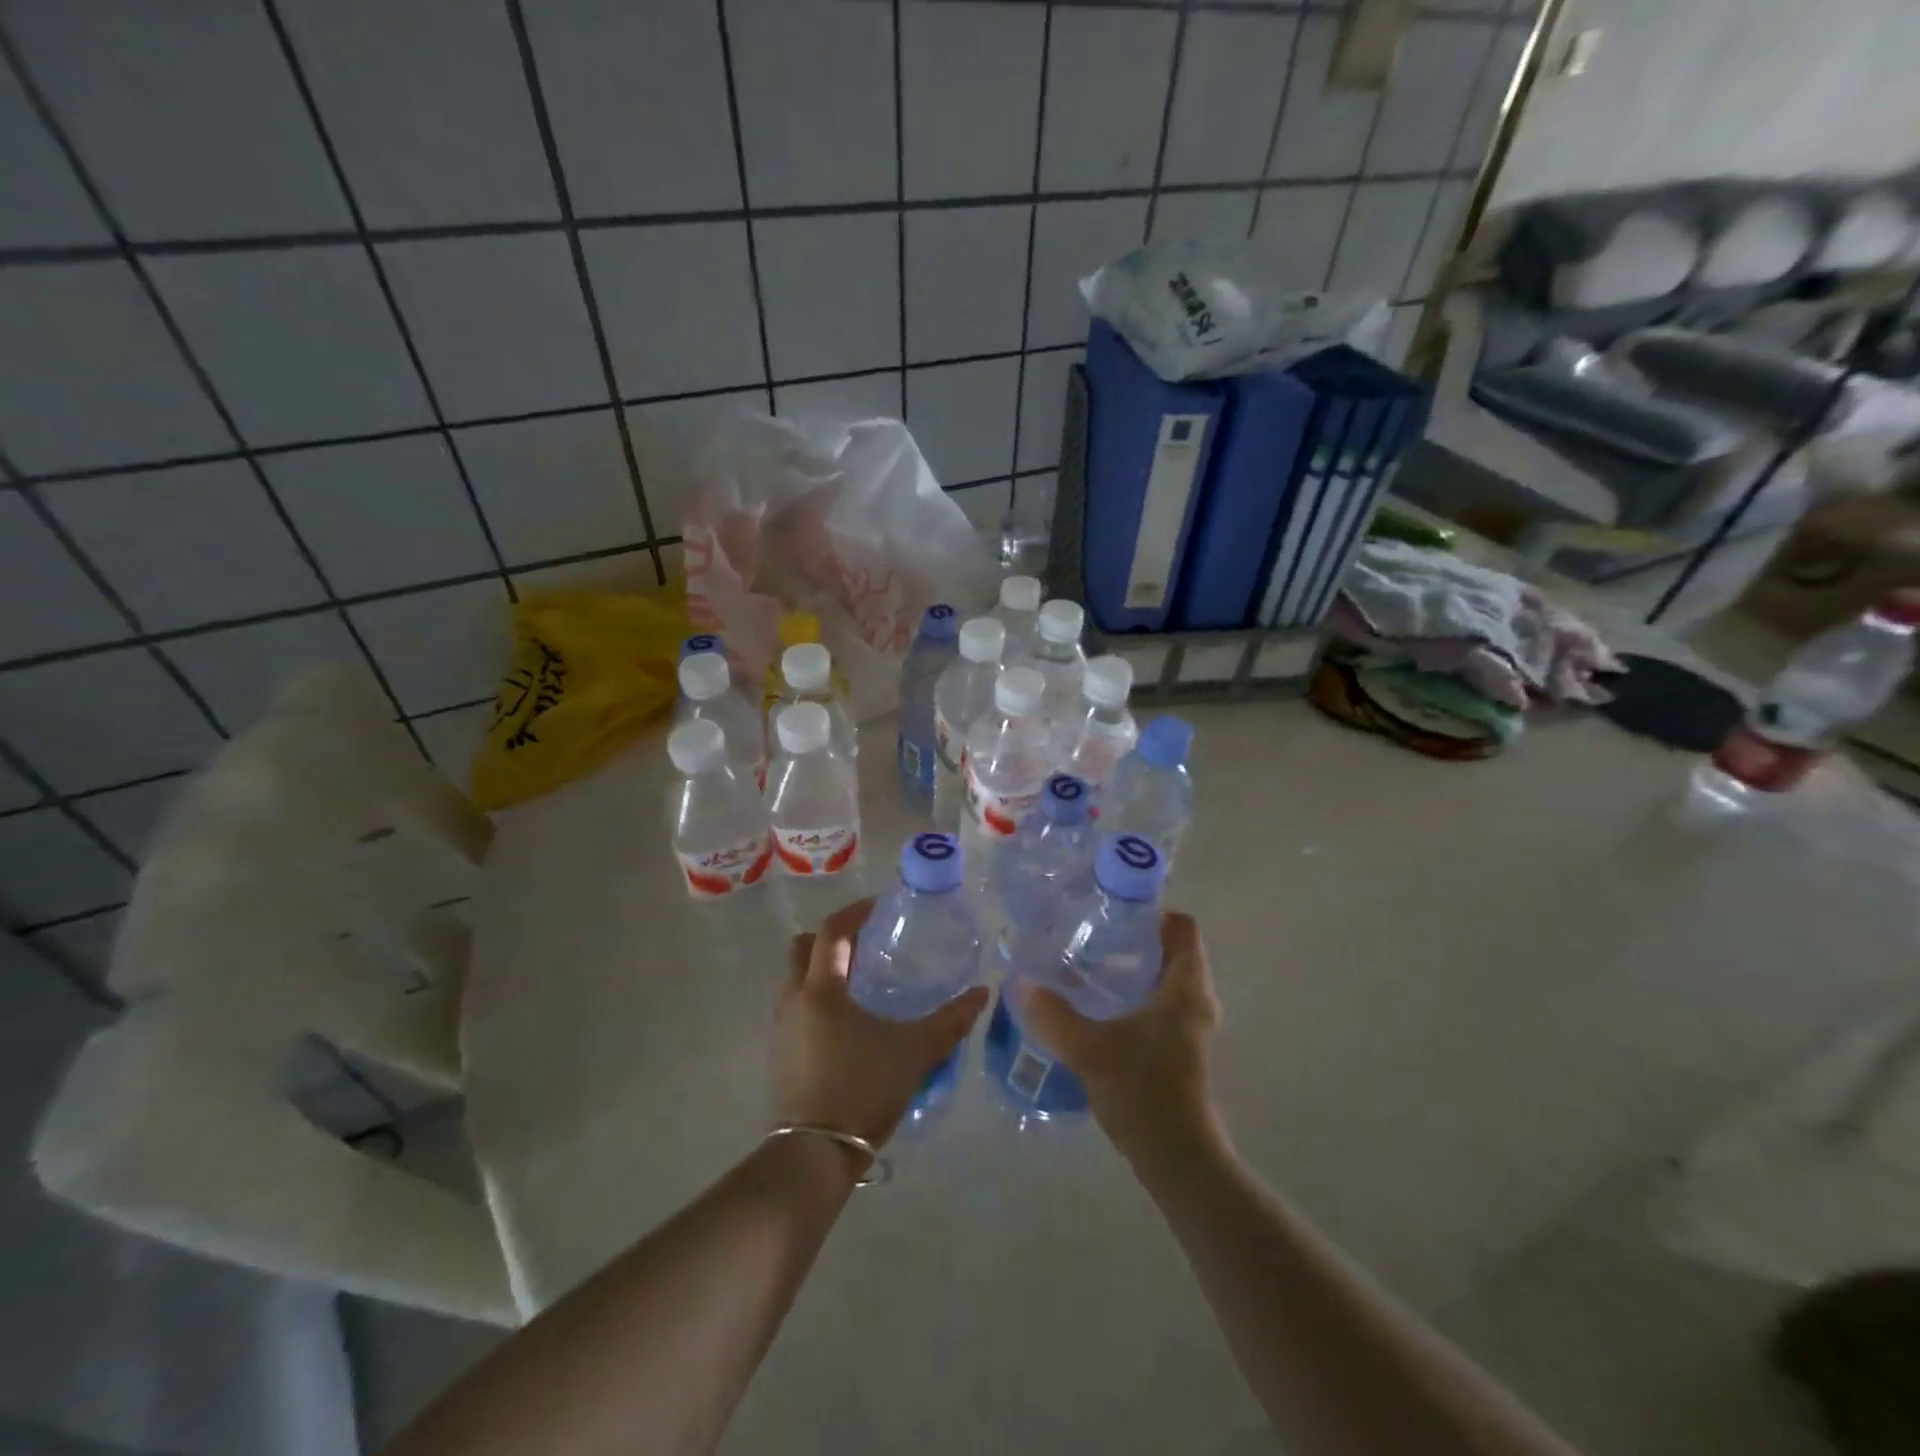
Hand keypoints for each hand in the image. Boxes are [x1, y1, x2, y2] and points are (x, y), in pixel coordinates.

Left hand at [771, 899, 989, 1152]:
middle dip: (832, 938)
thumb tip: (982, 993)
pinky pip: (795, 1006)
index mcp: (822, 989)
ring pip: (795, 978)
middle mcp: (793, 999)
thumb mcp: (915, 1053)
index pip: (832, 932)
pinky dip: (816, 996)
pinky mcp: (779, 1053)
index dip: (855, 912)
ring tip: (860, 980)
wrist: (814, 1155)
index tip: (879, 906)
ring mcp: (781, 1027)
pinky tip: (846, 1020)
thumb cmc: (863, 1090)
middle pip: (803, 948)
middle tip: (866, 942)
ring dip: (822, 968)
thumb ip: (951, 1021)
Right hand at [1018, 911, 1224, 1165]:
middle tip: (1091, 939)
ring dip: (1131, 972)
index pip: (1183, 927)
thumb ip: (1053, 1015)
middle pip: (1172, 952)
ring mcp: (1193, 1029)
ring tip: (1086, 971)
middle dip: (1133, 941)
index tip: (1113, 913)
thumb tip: (1021, 983)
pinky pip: (1161, 1007)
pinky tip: (1098, 1011)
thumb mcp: (1089, 1048)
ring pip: (1165, 982)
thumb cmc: (1142, 1090)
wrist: (1178, 1159)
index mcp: (1186, 987)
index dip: (1152, 913)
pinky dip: (1134, 999)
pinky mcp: (1183, 1052)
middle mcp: (1197, 1001)